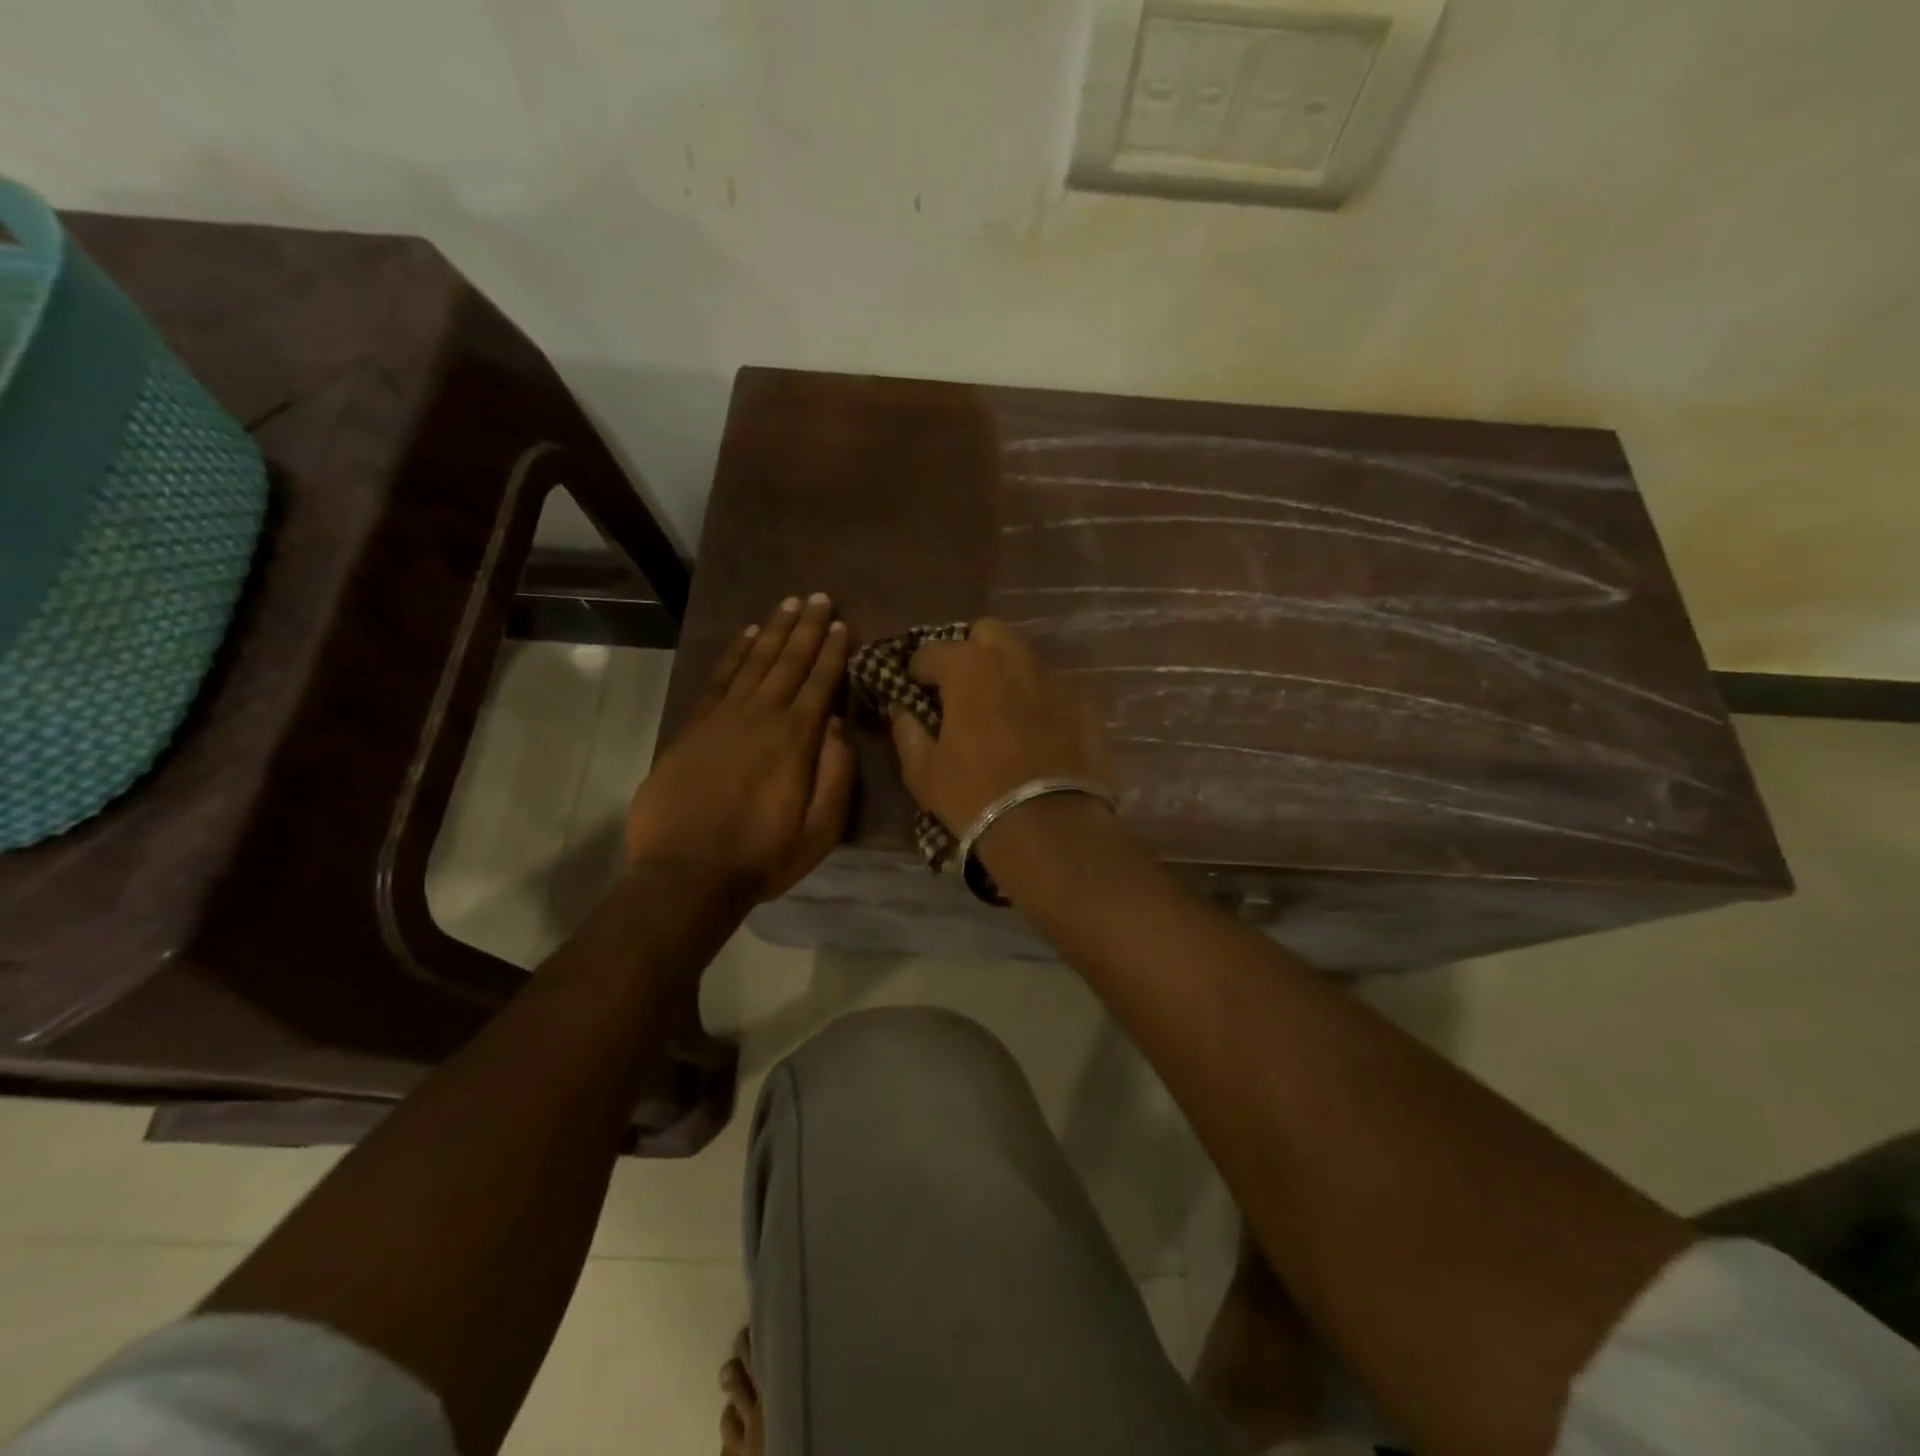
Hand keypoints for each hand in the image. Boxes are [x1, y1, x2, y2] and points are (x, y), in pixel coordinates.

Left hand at [626, 594, 853, 903]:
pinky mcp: (694, 726)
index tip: (842, 624)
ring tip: (790, 604)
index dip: (833, 652)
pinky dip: (735, 653)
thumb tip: (836, 723)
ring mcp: (723, 717)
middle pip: (789, 661)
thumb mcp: (821, 829)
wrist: (686, 873)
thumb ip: (836, 773)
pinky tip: (747, 635)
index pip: (820, 682)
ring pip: (755, 662)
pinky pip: (719, 678)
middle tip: (820, 597)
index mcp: (796, 739)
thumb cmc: (762, 855)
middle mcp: (761, 716)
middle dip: (808, 628)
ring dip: (775, 631)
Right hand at [889, 618, 1110, 836]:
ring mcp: (1055, 677)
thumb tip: (902, 710)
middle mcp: (1013, 659)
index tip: (916, 687)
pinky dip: (1042, 698)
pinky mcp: (1086, 701)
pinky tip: (1040, 729)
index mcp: (968, 668)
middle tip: (964, 687)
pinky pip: (1056, 686)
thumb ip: (907, 732)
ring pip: (1026, 657)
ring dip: (1008, 673)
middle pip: (988, 633)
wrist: (1049, 827)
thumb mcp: (923, 773)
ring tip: (1004, 708)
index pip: (934, 650)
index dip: (920, 668)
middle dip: (971, 652)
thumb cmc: (975, 797)